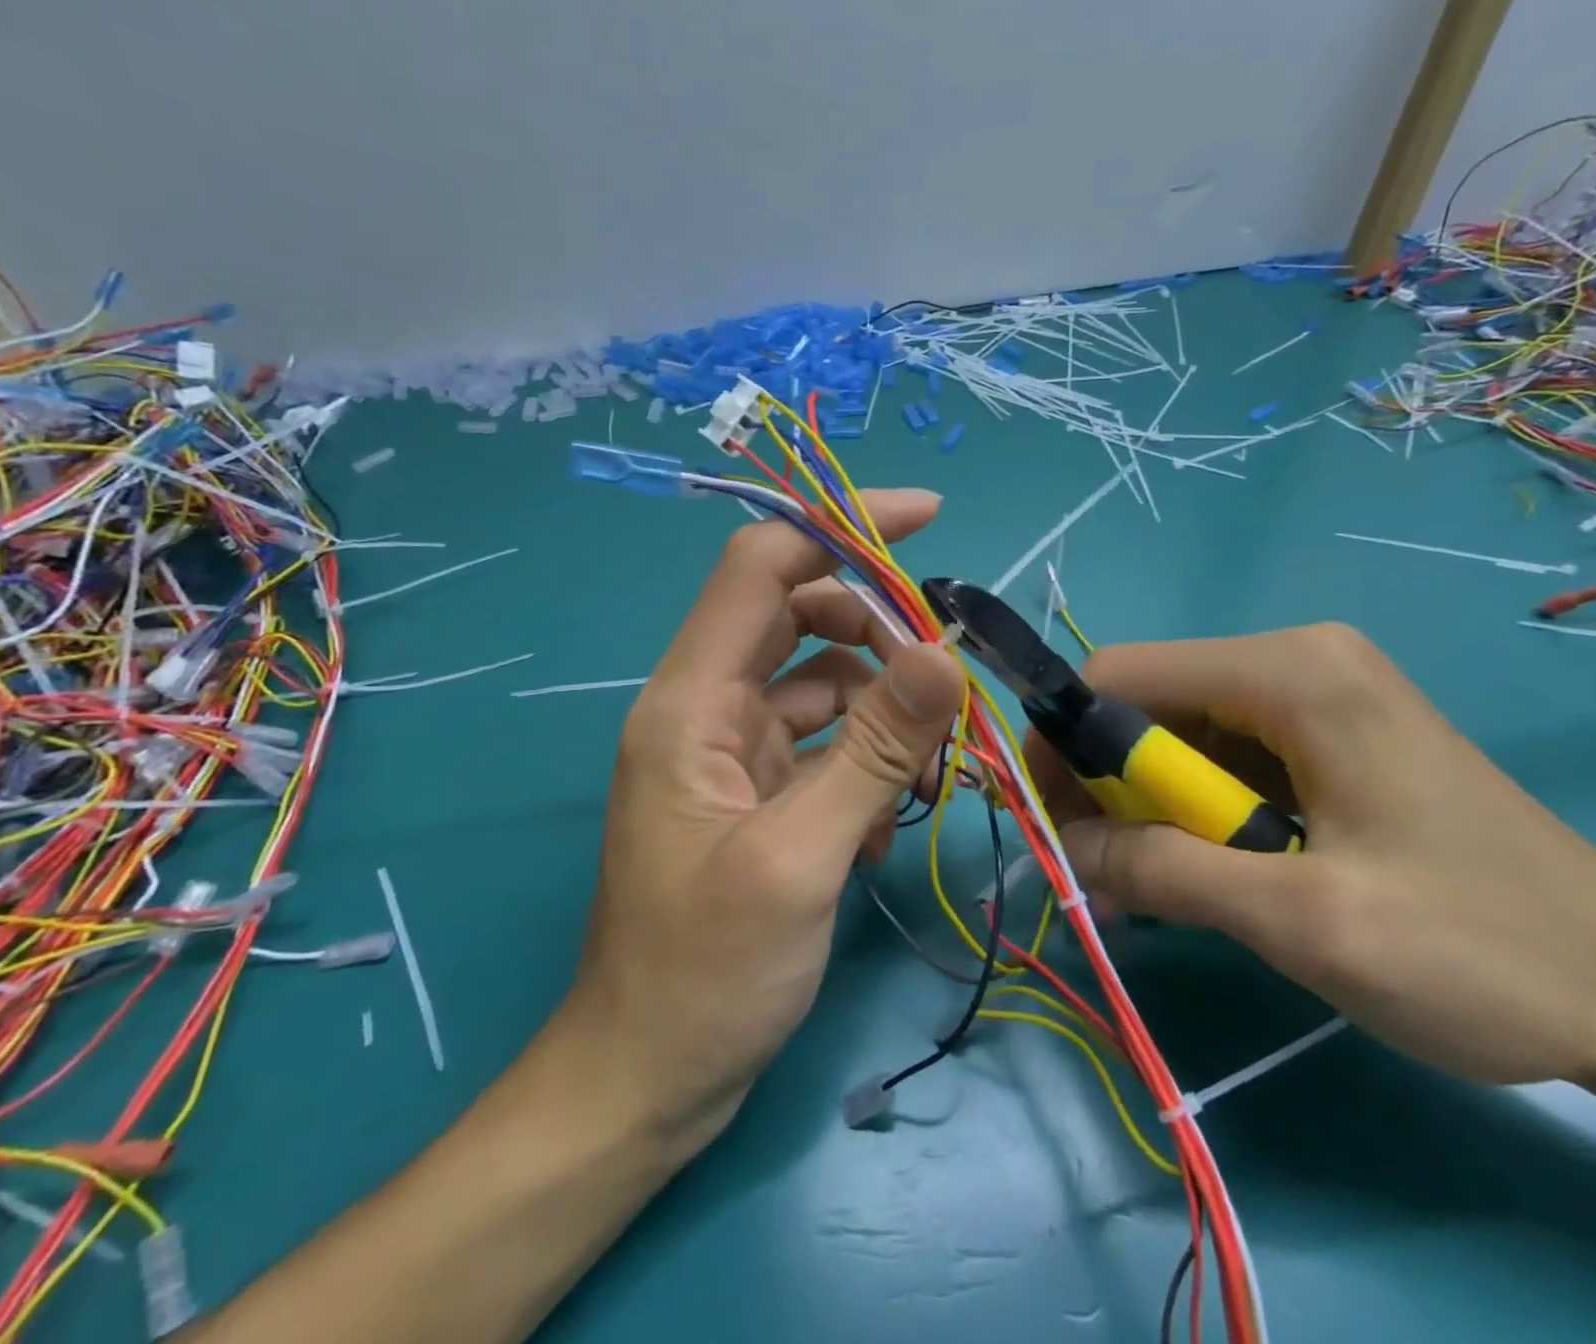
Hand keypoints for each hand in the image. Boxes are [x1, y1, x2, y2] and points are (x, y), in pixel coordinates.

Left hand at [561, 490, 965, 1147]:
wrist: (650, 1076)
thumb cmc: (706, 973)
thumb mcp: (800, 857)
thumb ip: (873, 750)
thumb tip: (943, 653)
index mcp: (690, 701)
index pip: (762, 566)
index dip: (839, 527)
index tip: (927, 519)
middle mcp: (706, 708)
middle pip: (800, 616)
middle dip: (880, 630)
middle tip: (946, 676)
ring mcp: (731, 750)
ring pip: (823, 682)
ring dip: (883, 709)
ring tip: (928, 771)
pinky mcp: (755, 790)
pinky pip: (823, 741)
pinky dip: (865, 760)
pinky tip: (885, 823)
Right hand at [1029, 623, 1595, 1086]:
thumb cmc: (1479, 951)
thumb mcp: (1304, 921)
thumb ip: (1166, 872)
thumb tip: (1065, 846)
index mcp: (1289, 671)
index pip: (1120, 674)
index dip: (1066, 742)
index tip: (1054, 822)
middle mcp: (1294, 661)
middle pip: (1147, 704)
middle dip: (1109, 787)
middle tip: (1105, 873)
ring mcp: (1313, 696)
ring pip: (1178, 737)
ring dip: (1150, 811)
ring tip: (1155, 890)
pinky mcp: (1325, 737)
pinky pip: (1222, 761)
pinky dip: (1194, 817)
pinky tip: (1209, 877)